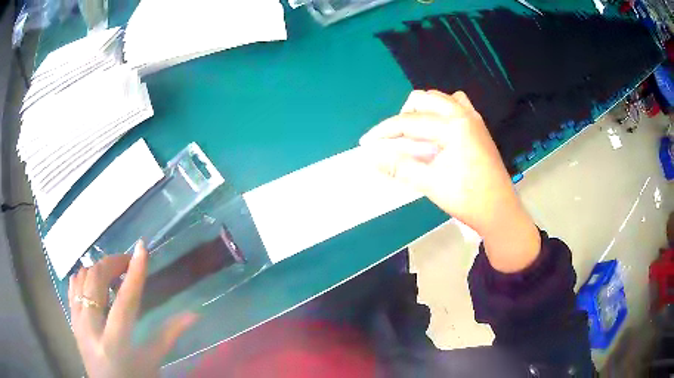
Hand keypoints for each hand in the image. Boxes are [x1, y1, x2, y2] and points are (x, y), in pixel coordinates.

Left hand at [68, 241, 196, 377]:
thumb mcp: (151, 363)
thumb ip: (168, 336)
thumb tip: (193, 314)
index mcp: (114, 343)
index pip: (124, 301)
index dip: (134, 273)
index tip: (141, 248)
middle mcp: (91, 328)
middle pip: (96, 281)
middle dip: (112, 264)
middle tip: (127, 262)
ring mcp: (77, 323)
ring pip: (81, 279)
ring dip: (97, 269)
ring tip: (112, 273)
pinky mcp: (72, 321)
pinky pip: (72, 287)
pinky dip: (83, 277)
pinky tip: (93, 280)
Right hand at [360, 90, 539, 272]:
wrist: (499, 211)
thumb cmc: (468, 199)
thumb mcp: (431, 184)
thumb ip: (399, 167)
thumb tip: (372, 157)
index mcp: (453, 127)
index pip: (410, 122)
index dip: (384, 131)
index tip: (366, 142)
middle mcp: (464, 115)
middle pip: (423, 99)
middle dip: (403, 116)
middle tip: (395, 140)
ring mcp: (473, 118)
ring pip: (439, 99)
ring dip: (422, 110)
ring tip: (416, 134)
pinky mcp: (478, 126)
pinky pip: (456, 105)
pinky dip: (441, 111)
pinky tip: (438, 131)